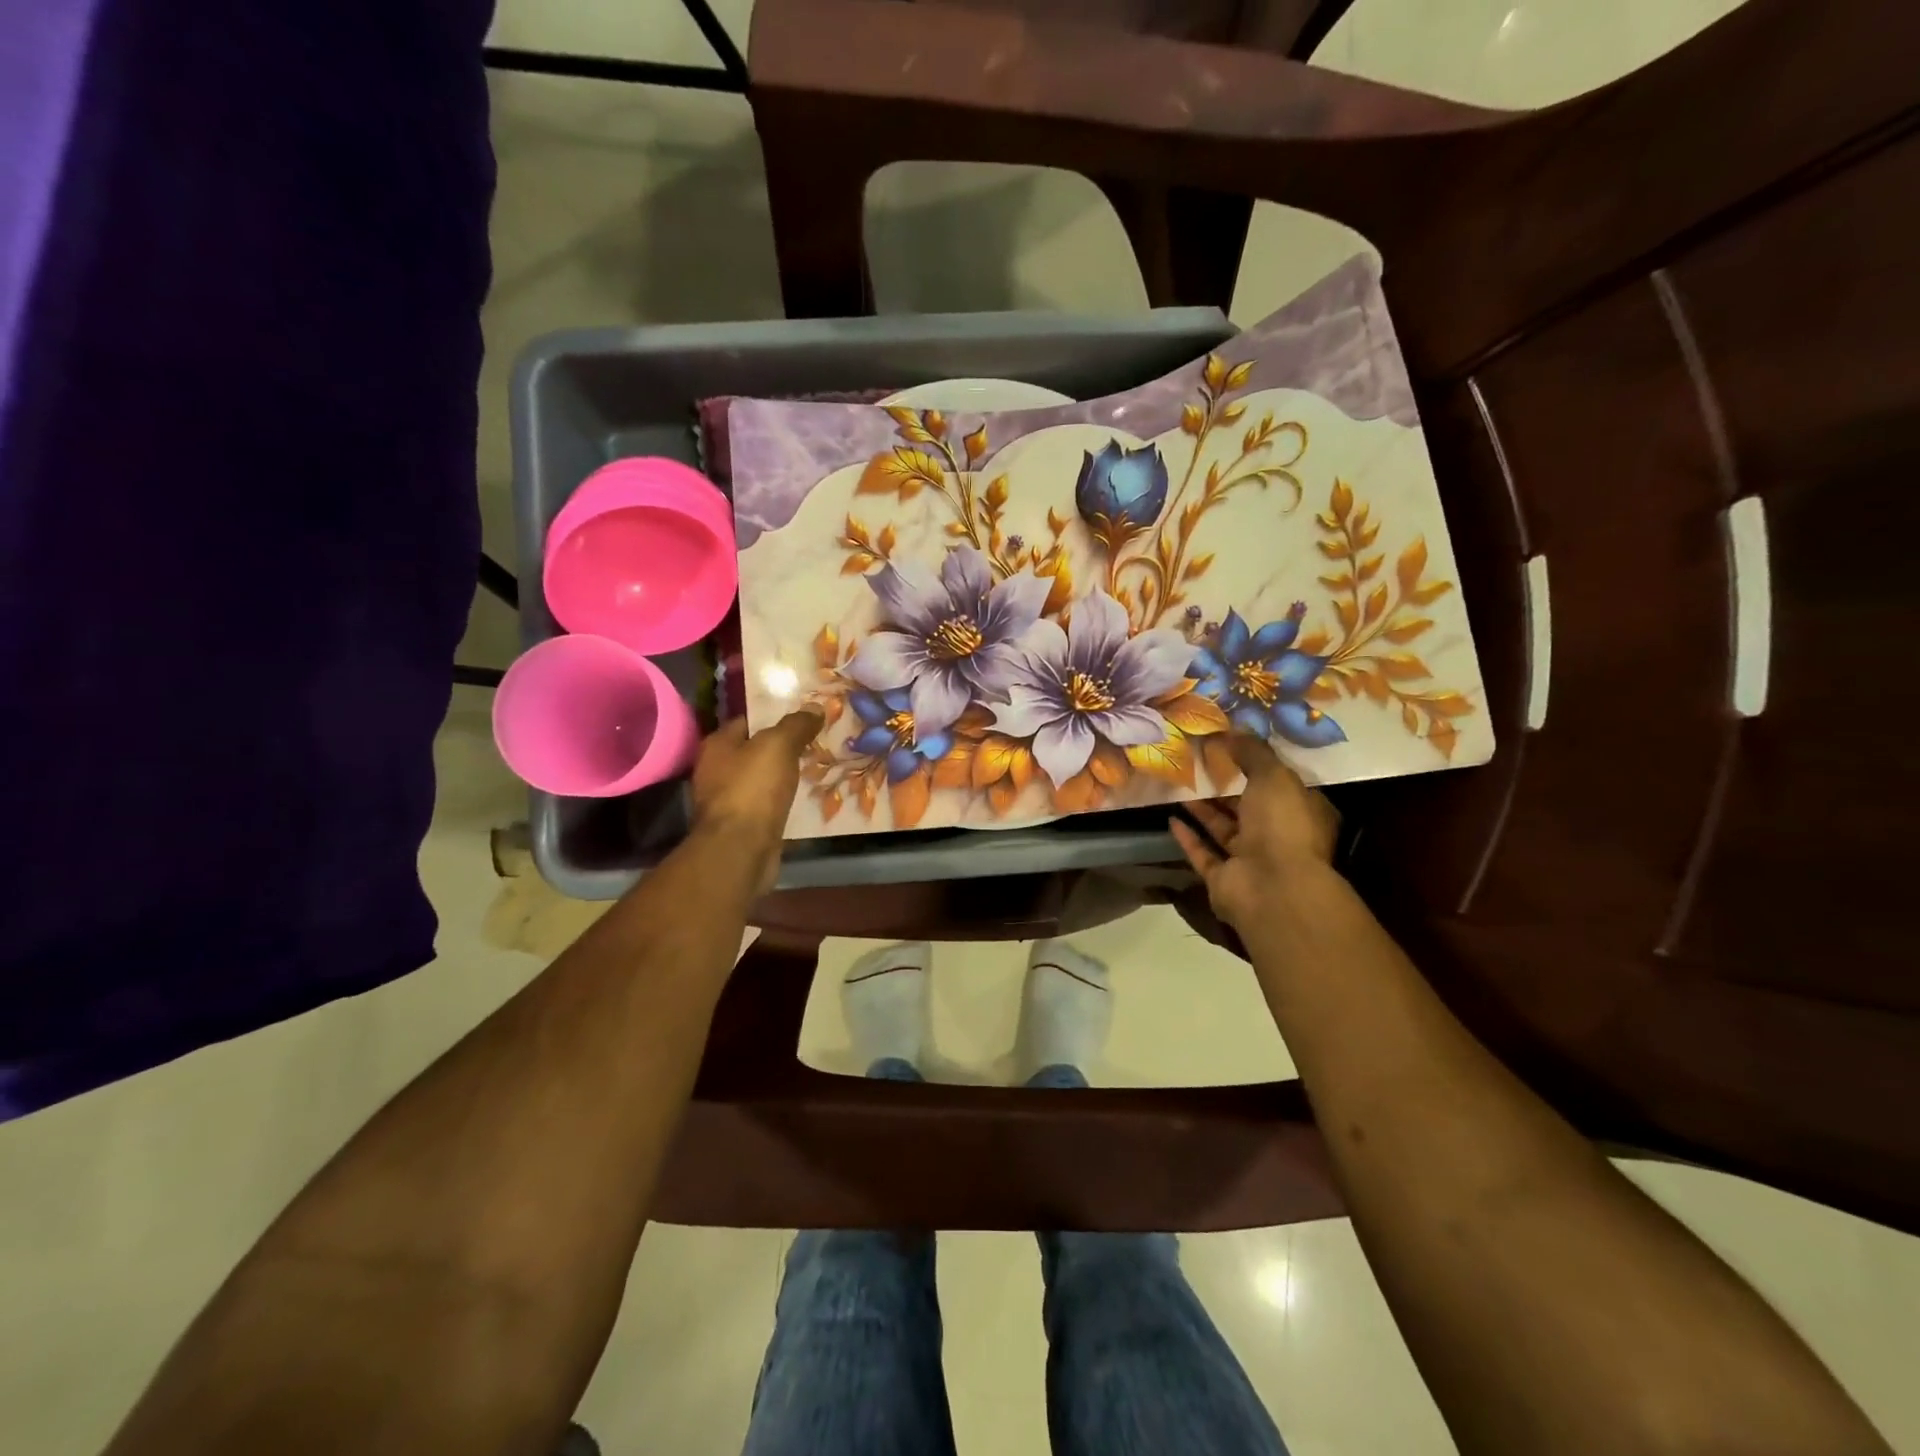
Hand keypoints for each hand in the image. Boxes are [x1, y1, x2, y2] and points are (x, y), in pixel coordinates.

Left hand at [690, 709, 824, 893]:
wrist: (741, 849)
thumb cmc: (753, 789)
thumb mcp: (779, 745)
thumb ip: (796, 725)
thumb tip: (814, 707)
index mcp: (717, 745)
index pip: (748, 720)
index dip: (776, 716)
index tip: (805, 717)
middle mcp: (716, 770)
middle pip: (756, 751)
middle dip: (785, 747)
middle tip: (818, 742)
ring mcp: (728, 801)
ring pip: (764, 780)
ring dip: (786, 776)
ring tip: (819, 768)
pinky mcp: (743, 826)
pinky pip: (769, 805)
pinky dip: (786, 801)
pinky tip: (808, 799)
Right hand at [1168, 734, 1340, 932]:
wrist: (1271, 887)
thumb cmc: (1282, 825)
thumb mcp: (1273, 776)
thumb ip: (1252, 752)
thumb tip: (1232, 730)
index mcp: (1302, 812)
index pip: (1280, 785)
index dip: (1258, 765)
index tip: (1231, 746)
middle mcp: (1279, 837)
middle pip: (1248, 807)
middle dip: (1225, 788)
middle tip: (1197, 762)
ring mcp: (1250, 860)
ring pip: (1224, 829)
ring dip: (1203, 810)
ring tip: (1180, 784)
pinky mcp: (1223, 879)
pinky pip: (1203, 854)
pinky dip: (1188, 837)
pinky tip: (1171, 818)